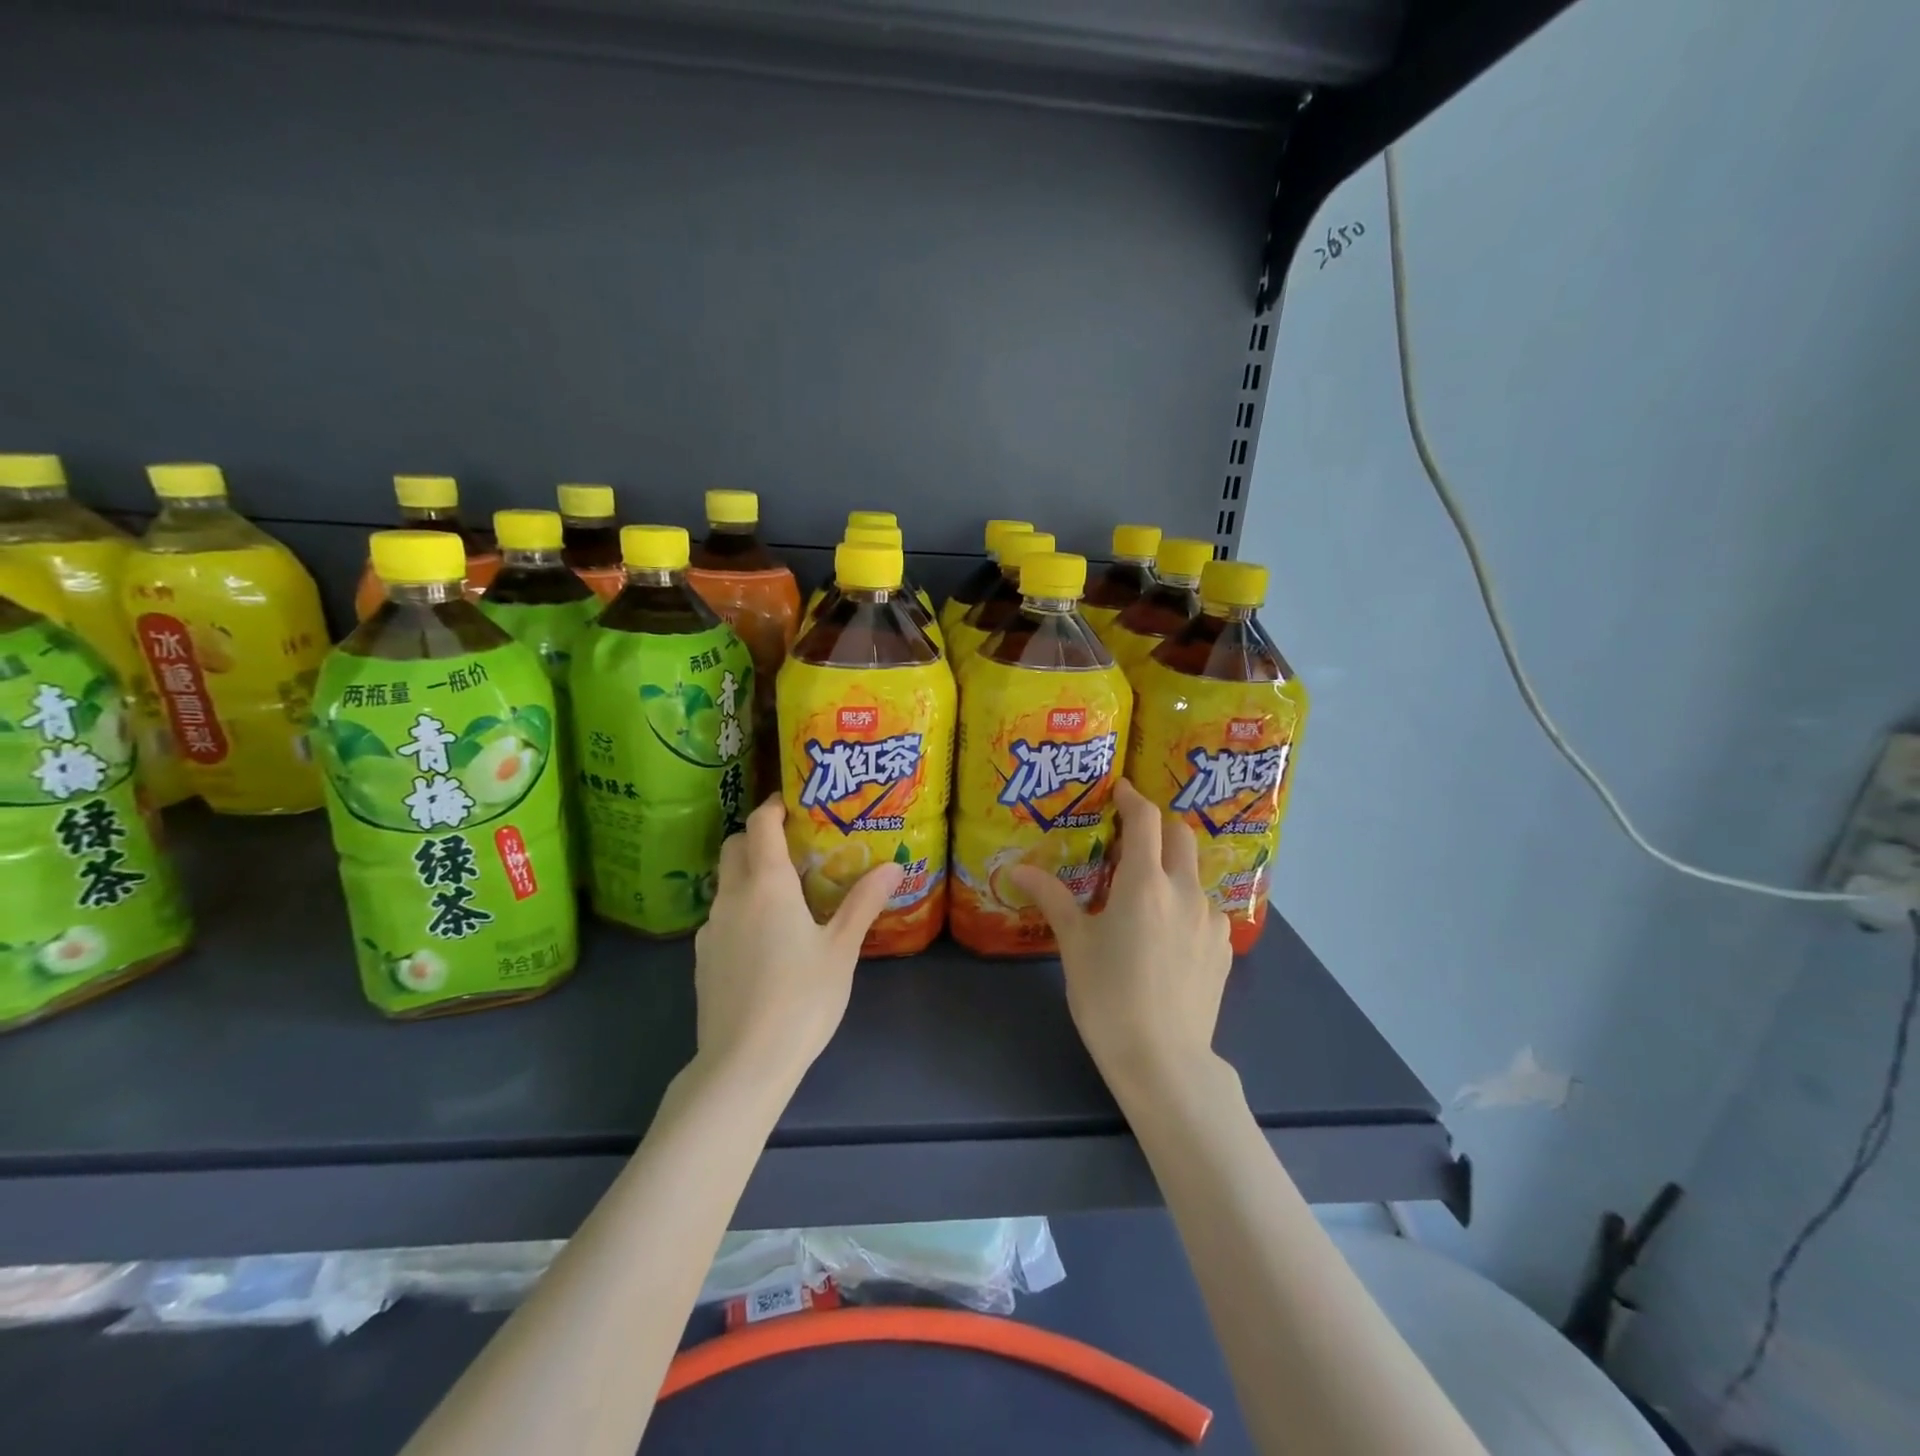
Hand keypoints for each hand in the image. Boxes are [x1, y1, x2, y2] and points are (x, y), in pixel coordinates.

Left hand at [692, 796, 902, 1090]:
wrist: (743, 1064)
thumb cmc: (801, 999)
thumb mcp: (841, 949)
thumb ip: (863, 902)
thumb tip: (893, 866)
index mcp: (766, 886)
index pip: (761, 825)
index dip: (775, 807)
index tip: (795, 803)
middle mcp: (731, 898)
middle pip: (735, 847)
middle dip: (759, 835)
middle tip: (794, 844)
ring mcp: (710, 929)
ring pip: (726, 882)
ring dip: (749, 873)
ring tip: (786, 892)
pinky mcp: (702, 959)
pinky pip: (722, 916)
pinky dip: (741, 908)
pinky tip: (766, 938)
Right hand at [1011, 779, 1232, 1102]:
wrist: (1163, 1060)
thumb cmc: (1108, 996)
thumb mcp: (1074, 944)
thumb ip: (1052, 898)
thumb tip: (1017, 869)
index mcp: (1144, 883)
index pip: (1145, 820)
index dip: (1133, 798)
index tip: (1120, 790)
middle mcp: (1185, 891)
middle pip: (1181, 836)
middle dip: (1158, 826)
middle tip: (1132, 837)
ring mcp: (1210, 920)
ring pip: (1194, 875)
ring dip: (1172, 869)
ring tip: (1146, 896)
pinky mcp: (1224, 948)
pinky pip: (1205, 910)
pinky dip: (1185, 905)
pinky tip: (1167, 936)